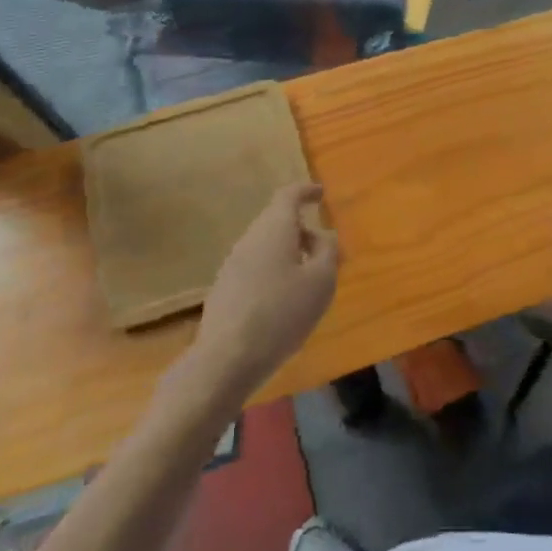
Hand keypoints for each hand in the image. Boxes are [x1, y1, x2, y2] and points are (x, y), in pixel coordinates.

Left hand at [190, 183, 339, 396]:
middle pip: (276, 222)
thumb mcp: (321, 280)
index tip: (320, 194)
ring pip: (265, 247)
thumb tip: (322, 236)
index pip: (288, 196)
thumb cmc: (282, 312)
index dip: (306, 191)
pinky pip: (255, 268)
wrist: (227, 359)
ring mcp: (231, 265)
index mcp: (274, 229)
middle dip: (301, 230)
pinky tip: (284, 301)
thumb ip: (327, 251)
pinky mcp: (224, 290)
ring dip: (288, 254)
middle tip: (324, 251)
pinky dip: (274, 272)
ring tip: (308, 280)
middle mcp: (249, 240)